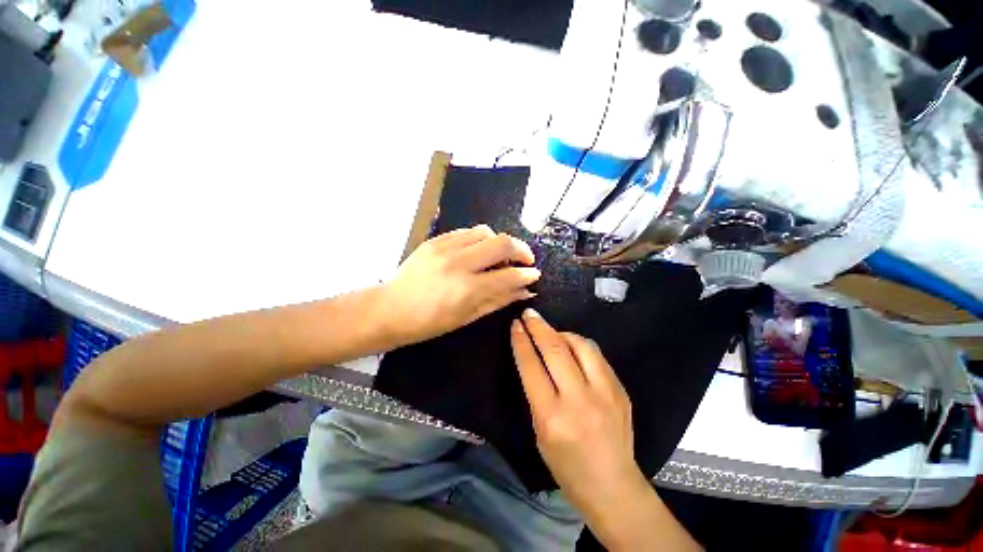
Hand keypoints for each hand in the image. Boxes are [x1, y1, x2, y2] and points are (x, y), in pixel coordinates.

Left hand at [382, 225, 539, 346]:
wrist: (389, 309)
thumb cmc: (429, 322)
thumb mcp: (467, 317)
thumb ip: (499, 300)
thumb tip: (525, 291)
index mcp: (467, 289)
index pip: (509, 275)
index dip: (527, 274)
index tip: (534, 274)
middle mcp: (459, 263)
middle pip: (502, 243)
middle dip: (521, 249)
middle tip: (524, 259)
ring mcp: (445, 247)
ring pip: (485, 231)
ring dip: (499, 242)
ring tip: (498, 255)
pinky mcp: (435, 240)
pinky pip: (466, 231)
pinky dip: (479, 239)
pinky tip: (478, 250)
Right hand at [510, 308, 647, 515]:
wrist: (612, 485)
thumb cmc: (566, 465)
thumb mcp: (539, 431)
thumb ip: (537, 392)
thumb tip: (534, 357)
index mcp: (552, 416)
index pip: (531, 366)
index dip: (521, 341)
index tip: (516, 325)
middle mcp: (579, 399)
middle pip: (555, 349)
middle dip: (538, 327)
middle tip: (529, 314)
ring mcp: (604, 392)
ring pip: (580, 345)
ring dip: (561, 333)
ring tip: (552, 332)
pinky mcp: (620, 389)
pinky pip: (596, 355)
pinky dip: (580, 345)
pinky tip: (573, 347)